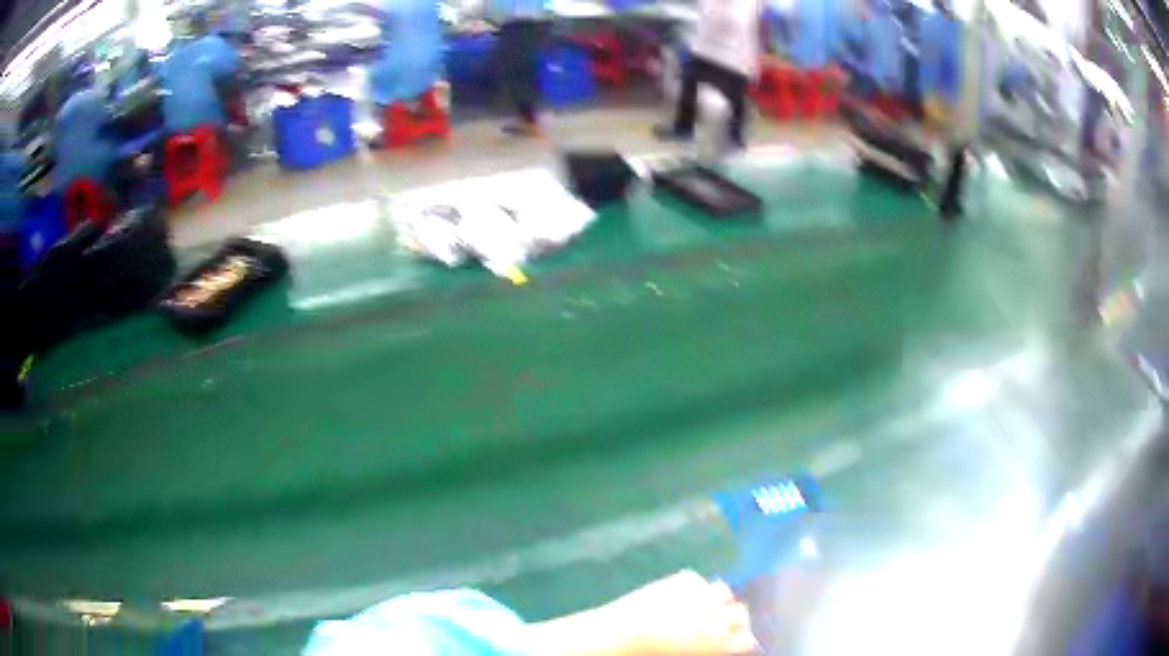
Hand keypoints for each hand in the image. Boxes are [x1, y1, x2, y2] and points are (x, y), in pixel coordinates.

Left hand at [596, 570, 757, 655]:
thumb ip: (711, 648)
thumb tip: (722, 642)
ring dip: (717, 598)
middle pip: (742, 613)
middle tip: (718, 620)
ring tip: (699, 605)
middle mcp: (719, 618)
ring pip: (724, 591)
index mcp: (721, 643)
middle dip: (733, 616)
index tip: (733, 638)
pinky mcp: (687, 579)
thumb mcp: (689, 654)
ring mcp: (705, 595)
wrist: (625, 634)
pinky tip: (674, 595)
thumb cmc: (653, 653)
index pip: (747, 639)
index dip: (740, 637)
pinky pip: (696, 580)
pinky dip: (690, 587)